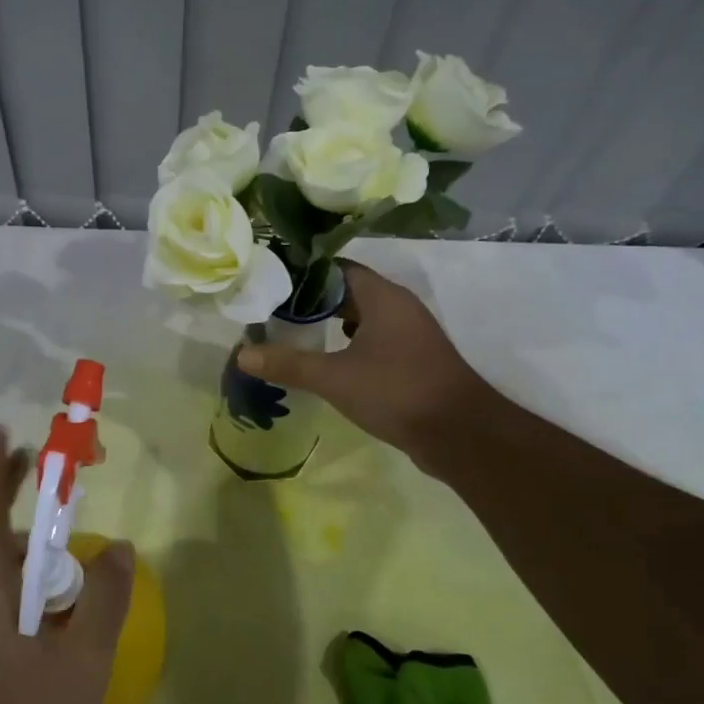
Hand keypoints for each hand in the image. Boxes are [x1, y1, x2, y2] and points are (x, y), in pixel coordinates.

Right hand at [236, 260, 499, 476]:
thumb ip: (288, 363)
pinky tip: (328, 361)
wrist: (461, 435)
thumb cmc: (396, 392)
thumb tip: (242, 354)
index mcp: (382, 297)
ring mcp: (409, 333)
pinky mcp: (413, 359)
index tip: (271, 282)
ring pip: (362, 317)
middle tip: (273, 309)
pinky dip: (348, 344)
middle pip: (348, 291)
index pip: (336, 268)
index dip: (303, 273)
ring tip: (292, 332)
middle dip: (311, 300)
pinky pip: (374, 339)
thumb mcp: (334, 378)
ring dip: (330, 322)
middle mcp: (398, 307)